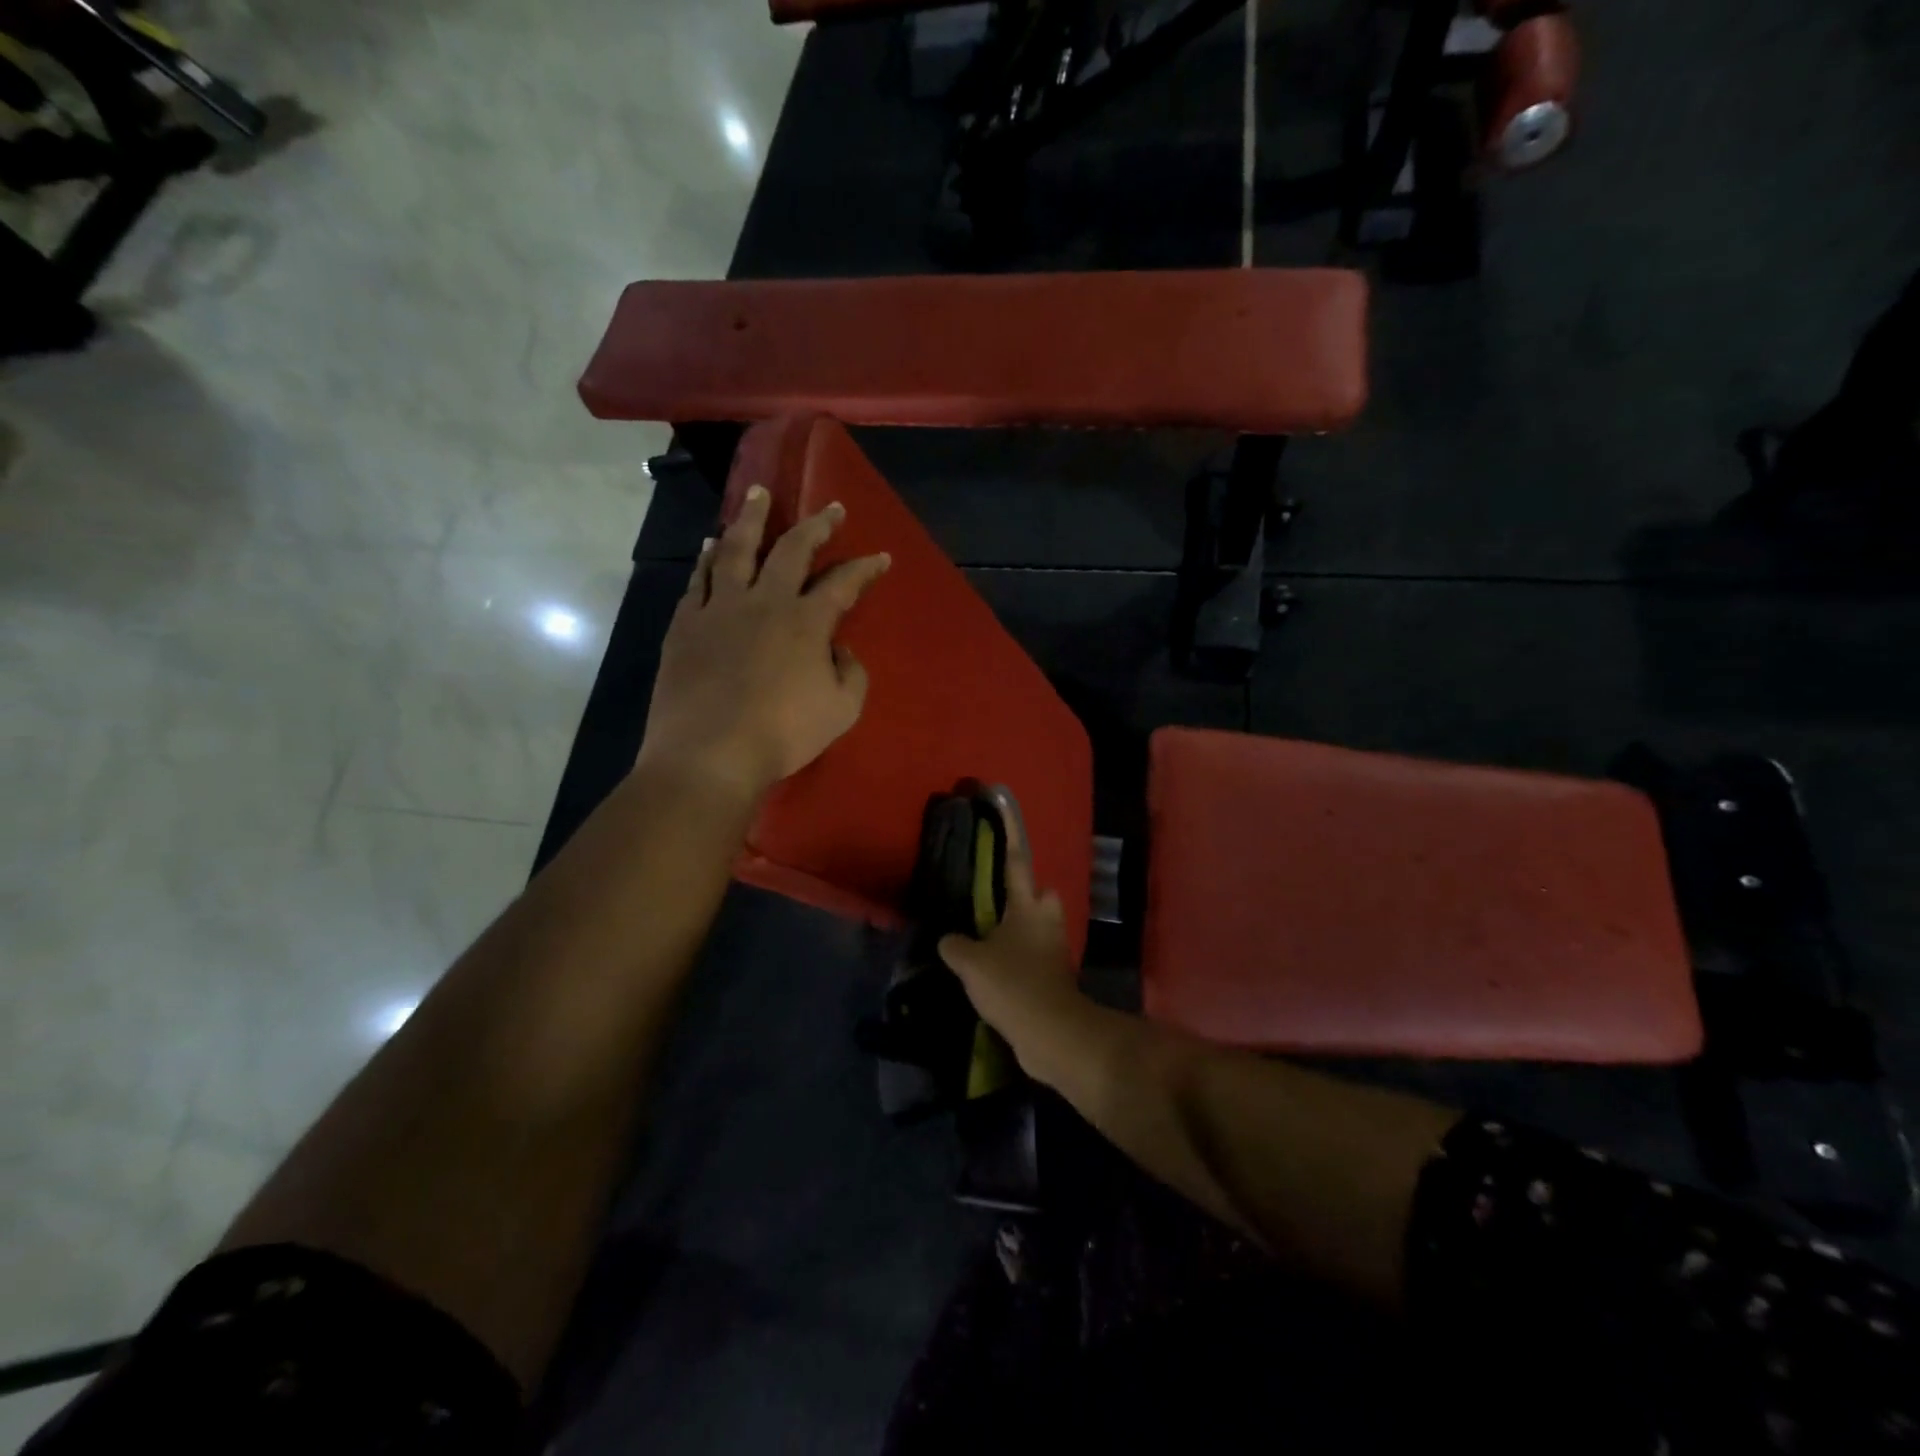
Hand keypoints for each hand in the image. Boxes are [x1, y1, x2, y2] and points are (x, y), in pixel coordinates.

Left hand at [637, 484, 889, 800]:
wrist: (710, 754)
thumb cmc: (783, 734)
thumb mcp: (842, 711)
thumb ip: (851, 674)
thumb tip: (838, 650)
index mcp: (806, 621)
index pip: (843, 583)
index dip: (865, 568)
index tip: (881, 556)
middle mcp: (764, 601)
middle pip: (792, 550)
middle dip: (817, 526)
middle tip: (831, 508)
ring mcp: (720, 609)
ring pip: (737, 550)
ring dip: (751, 519)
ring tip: (758, 494)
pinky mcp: (685, 624)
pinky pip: (698, 580)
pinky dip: (707, 558)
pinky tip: (710, 546)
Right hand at [936, 786, 1089, 1078]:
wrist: (1051, 1034)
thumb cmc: (1014, 983)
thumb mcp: (972, 962)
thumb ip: (955, 945)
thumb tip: (949, 940)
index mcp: (1027, 906)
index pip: (1016, 859)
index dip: (1009, 831)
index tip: (1003, 803)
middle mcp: (1045, 920)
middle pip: (1039, 894)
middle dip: (1024, 893)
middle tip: (993, 900)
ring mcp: (1053, 950)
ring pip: (1035, 927)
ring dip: (1016, 931)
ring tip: (983, 939)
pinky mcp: (1053, 977)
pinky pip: (1031, 957)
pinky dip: (1015, 960)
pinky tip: (990, 971)